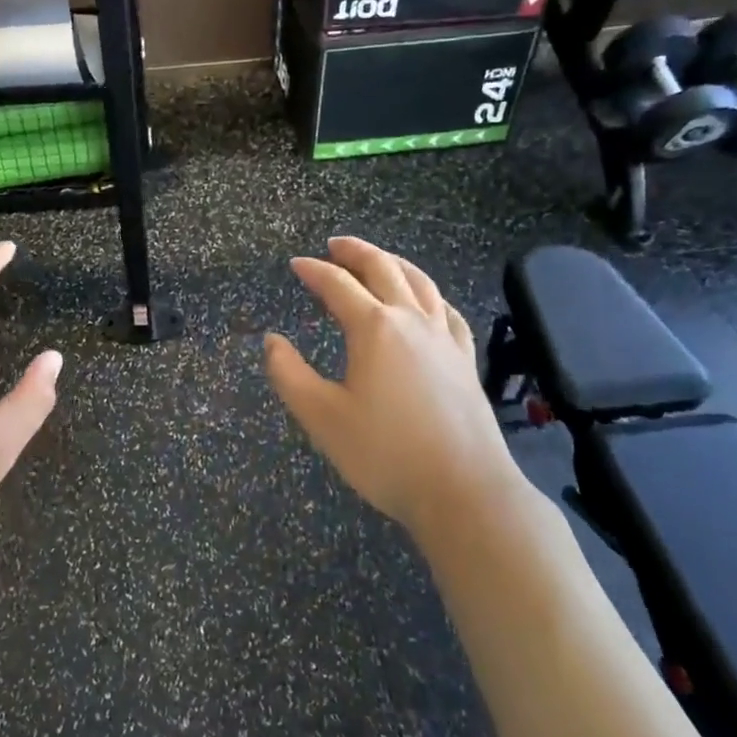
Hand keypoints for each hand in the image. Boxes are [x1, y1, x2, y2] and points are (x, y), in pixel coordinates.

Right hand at [264, 236, 523, 538]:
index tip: (296, 264)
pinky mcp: (465, 360)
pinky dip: (430, 294)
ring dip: (394, 263)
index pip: (337, 284)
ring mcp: (444, 339)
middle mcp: (411, 321)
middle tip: (334, 245)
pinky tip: (426, 301)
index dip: (314, 270)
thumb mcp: (322, 417)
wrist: (464, 491)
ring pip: (420, 282)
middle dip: (355, 252)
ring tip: (378, 259)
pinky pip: (447, 311)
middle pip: (383, 269)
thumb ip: (289, 375)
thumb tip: (271, 340)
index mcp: (374, 328)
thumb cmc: (385, 454)